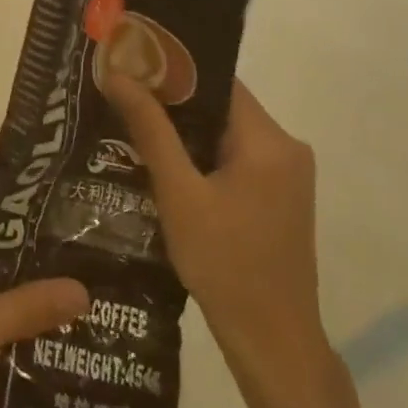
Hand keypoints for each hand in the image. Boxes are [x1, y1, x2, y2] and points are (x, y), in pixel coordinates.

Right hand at [102, 73, 323, 380]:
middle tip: (123, 100)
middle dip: (173, 103)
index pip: (218, 82)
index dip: (173, 71)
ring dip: (186, 132)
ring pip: (227, 134)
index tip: (129, 69)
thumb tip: (118, 75)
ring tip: (134, 128)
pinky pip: (237, 159)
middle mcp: (288, 148)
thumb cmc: (223, 262)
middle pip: (223, 106)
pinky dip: (203, 157)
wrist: (271, 338)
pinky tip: (165, 167)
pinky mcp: (281, 197)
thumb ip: (150, 129)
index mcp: (270, 141)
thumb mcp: (178, 193)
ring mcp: (288, 175)